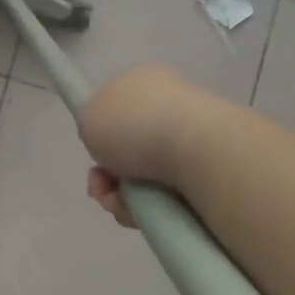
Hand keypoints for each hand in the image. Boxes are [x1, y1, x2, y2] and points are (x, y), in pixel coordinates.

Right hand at [79, 64, 215, 227]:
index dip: (99, 135)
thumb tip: (111, 143)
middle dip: (106, 175)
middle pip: (126, 150)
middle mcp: (171, 108)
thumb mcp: (89, 114)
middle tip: (101, 185)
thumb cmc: (135, 124)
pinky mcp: (206, 174)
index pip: (116, 110)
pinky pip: (162, 198)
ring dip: (120, 196)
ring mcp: (191, 142)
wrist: (196, 152)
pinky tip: (140, 212)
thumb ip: (91, 124)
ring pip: (141, 179)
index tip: (94, 151)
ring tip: (120, 203)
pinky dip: (145, 209)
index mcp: (145, 82)